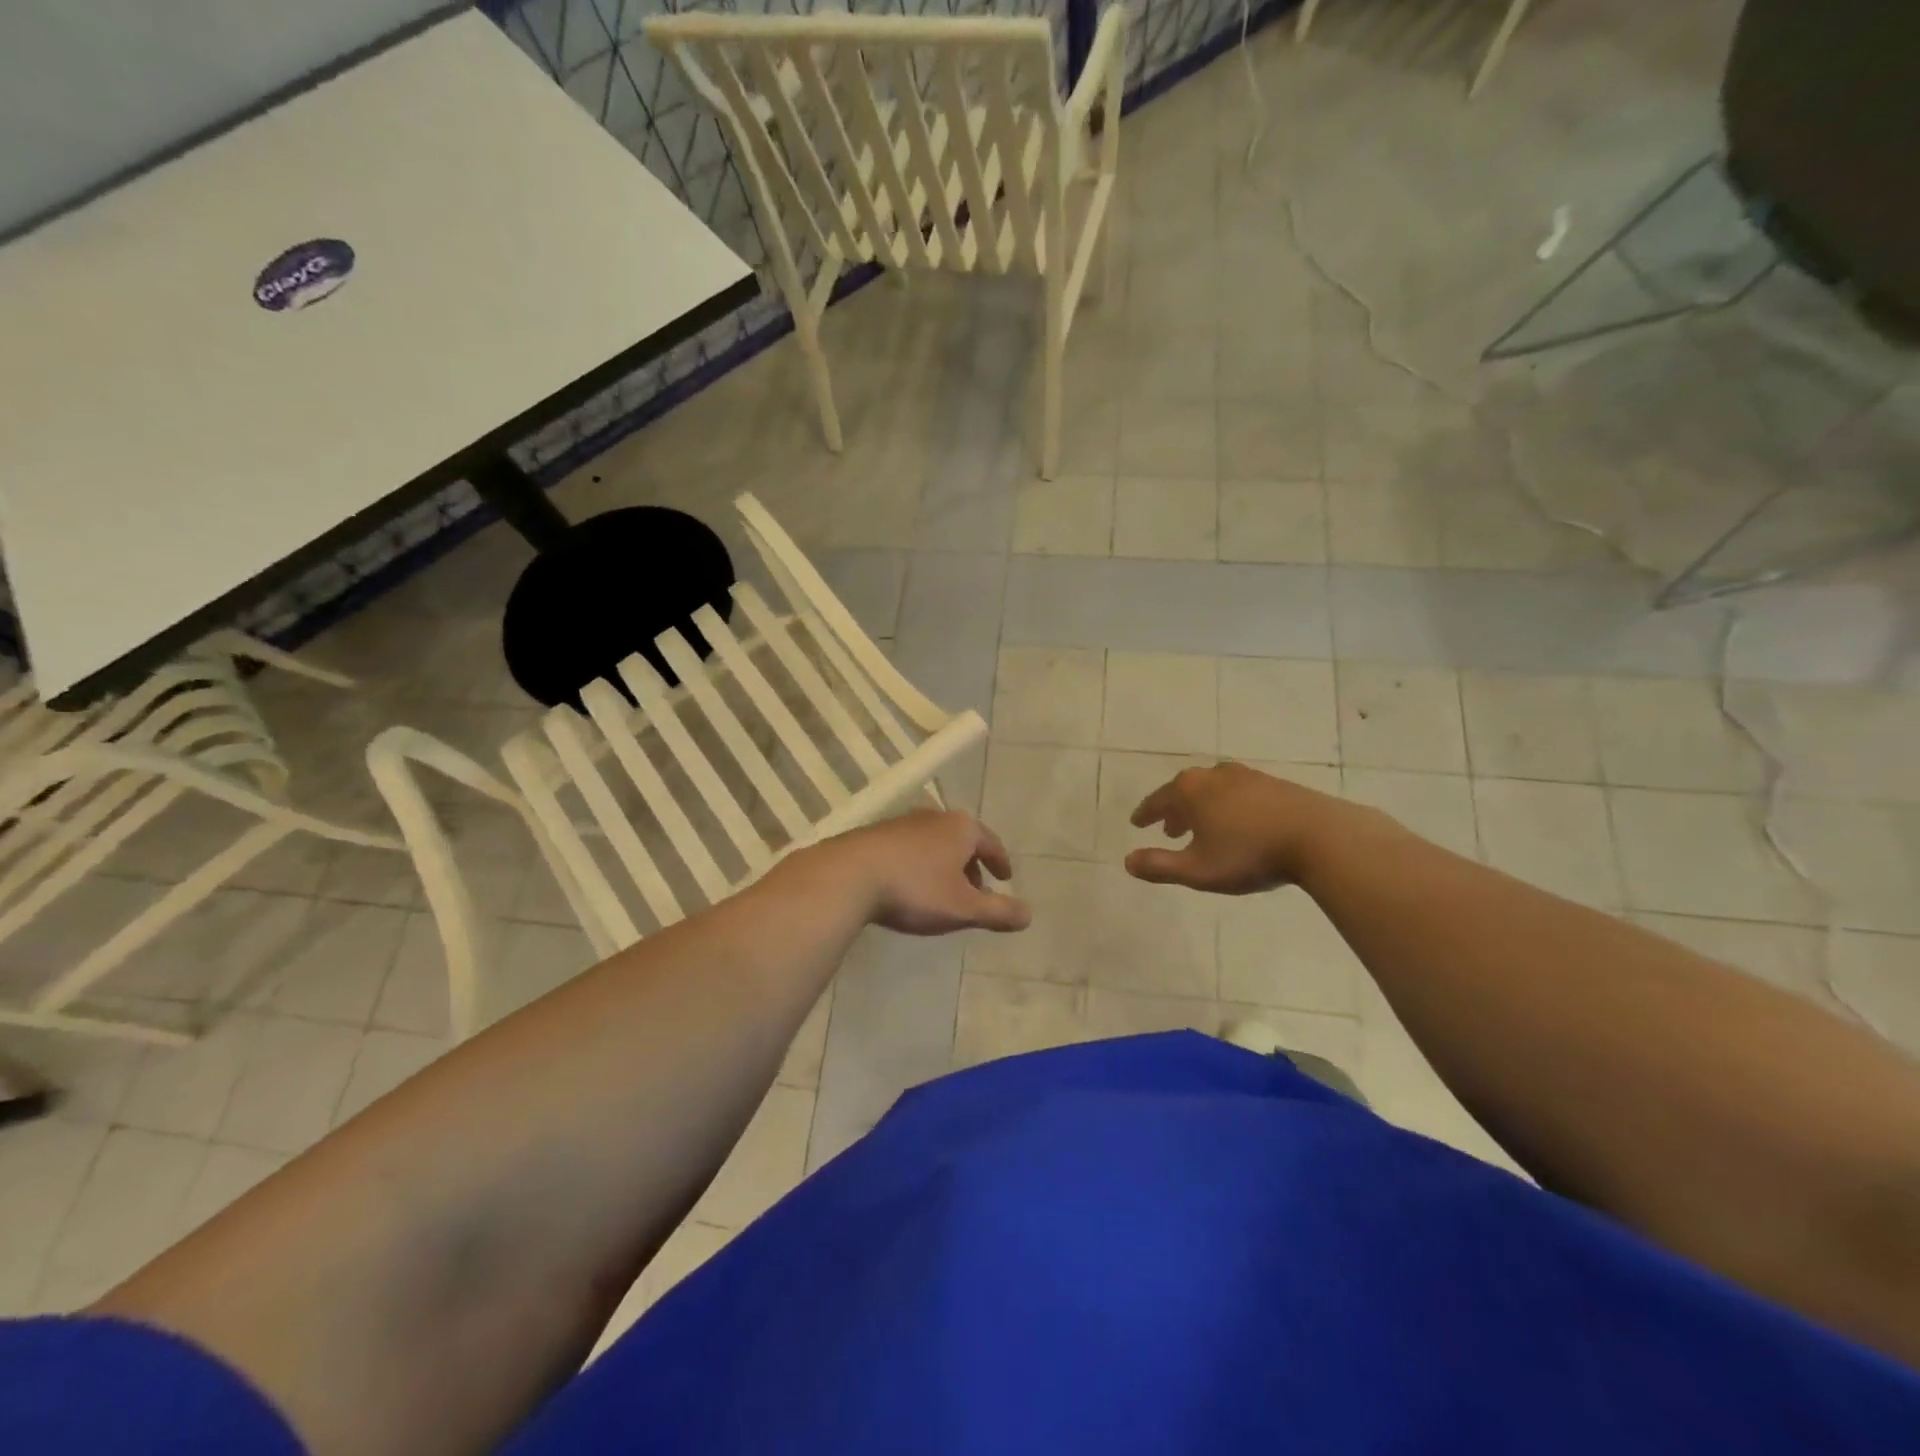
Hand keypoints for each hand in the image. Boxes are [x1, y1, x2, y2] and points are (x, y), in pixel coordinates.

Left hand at [805, 810, 1032, 935]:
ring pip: (934, 843)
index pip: (991, 842)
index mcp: (961, 828)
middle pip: (962, 839)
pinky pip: (909, 848)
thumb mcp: (963, 908)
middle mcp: (934, 817)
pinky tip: (909, 885)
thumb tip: (1029, 915)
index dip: (1000, 861)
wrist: (849, 875)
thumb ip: (998, 911)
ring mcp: (902, 822)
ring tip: (942, 890)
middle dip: (971, 864)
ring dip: (943, 864)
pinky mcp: (875, 834)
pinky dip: (919, 864)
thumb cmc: (916, 889)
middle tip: (976, 889)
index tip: (1005, 877)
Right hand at [1125, 763, 1346, 894]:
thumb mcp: (1197, 870)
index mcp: (1190, 791)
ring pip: (1212, 789)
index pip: (1157, 800)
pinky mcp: (1273, 783)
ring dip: (1201, 807)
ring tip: (1203, 827)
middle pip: (1184, 790)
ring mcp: (1246, 776)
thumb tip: (1127, 862)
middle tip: (1168, 829)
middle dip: (1173, 810)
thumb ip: (1160, 866)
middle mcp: (1214, 775)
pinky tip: (1238, 822)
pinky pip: (1237, 791)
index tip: (1136, 822)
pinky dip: (1227, 805)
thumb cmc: (1249, 854)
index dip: (1145, 814)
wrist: (1319, 837)